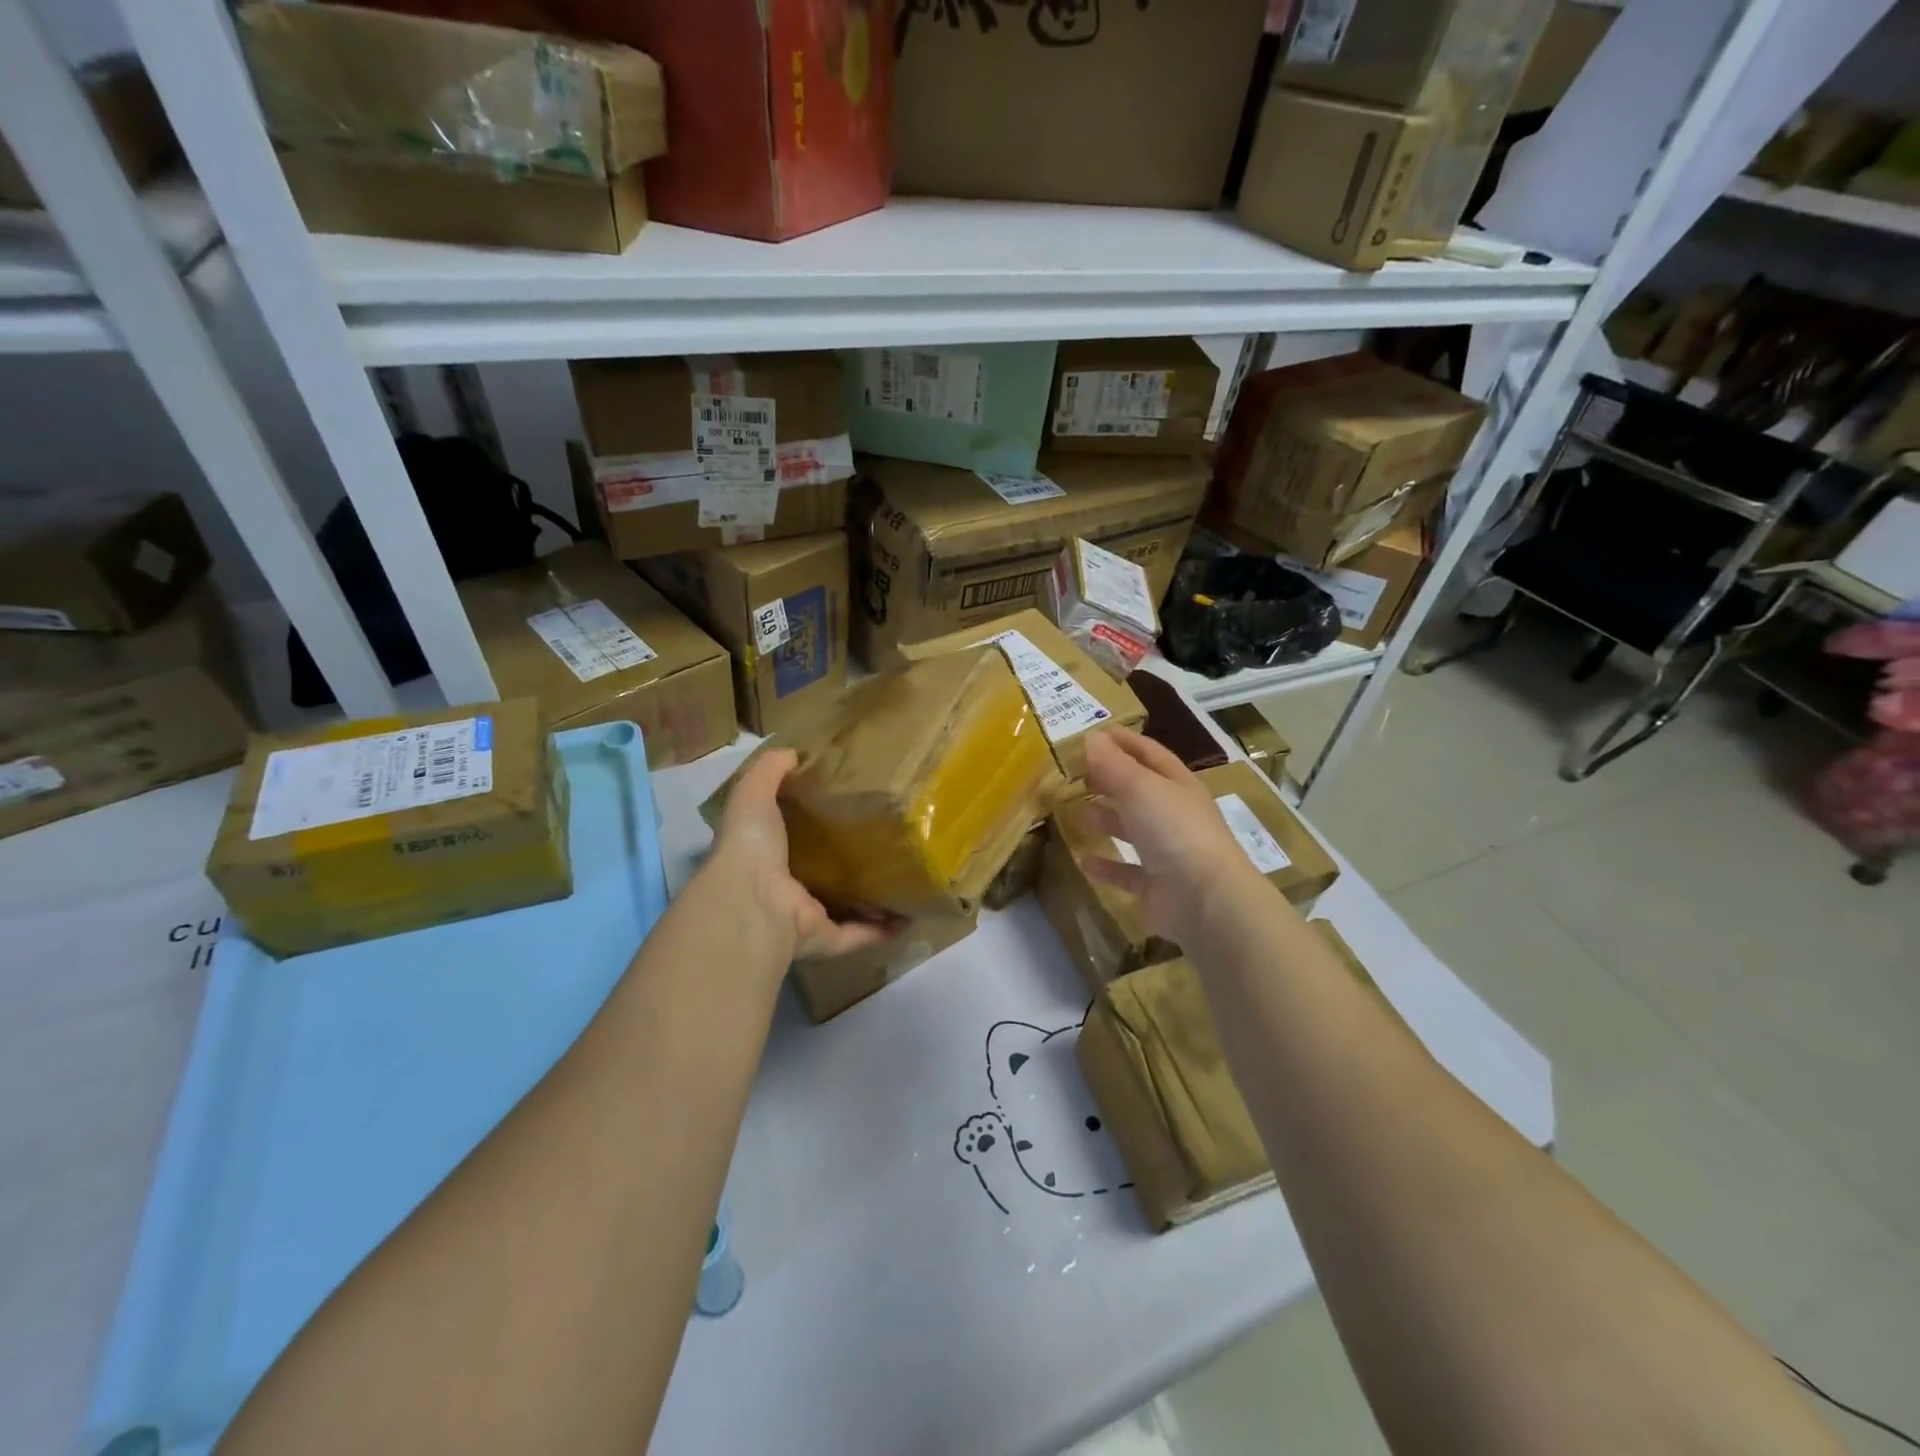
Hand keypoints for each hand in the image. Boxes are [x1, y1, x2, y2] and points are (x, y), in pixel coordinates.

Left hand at [709, 748, 899, 960]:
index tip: (851, 803)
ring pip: (844, 906)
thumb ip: (770, 770)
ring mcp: (806, 916)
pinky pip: (860, 934)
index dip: (816, 822)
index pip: (794, 836)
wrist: (751, 901)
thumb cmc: (751, 844)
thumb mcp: (753, 793)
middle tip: (888, 837)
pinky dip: (884, 929)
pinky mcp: (826, 938)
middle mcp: (786, 887)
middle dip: (850, 859)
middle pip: (823, 872)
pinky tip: (912, 915)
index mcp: (768, 853)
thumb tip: (793, 752)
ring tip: (906, 878)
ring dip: (871, 898)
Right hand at [1080, 729, 1264, 944]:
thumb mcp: (1140, 787)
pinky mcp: (1156, 887)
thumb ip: (1112, 764)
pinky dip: (1107, 865)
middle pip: (1139, 791)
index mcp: (1178, 785)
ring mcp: (1168, 853)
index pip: (1149, 754)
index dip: (1123, 741)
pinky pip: (1127, 872)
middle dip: (1110, 781)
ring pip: (1133, 830)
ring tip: (1077, 813)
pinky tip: (1084, 861)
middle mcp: (1174, 816)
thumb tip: (1091, 738)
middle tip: (1076, 775)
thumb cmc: (1174, 830)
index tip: (1092, 734)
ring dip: (1107, 820)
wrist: (1204, 899)